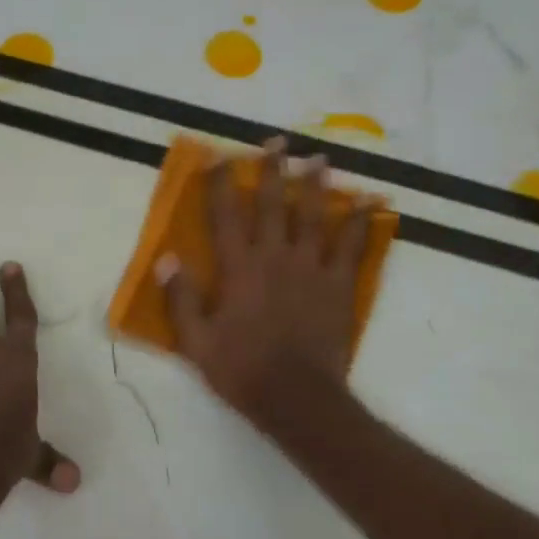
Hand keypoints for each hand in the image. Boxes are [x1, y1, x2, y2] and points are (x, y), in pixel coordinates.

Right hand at [158, 140, 372, 428]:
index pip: (226, 215)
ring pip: (314, 216)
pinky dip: (363, 223)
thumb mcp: (196, 341)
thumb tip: (165, 258)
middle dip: (273, 170)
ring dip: (317, 185)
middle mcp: (274, 257)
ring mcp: (311, 268)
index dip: (221, 183)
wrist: (297, 397)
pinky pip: (353, 247)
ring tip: (320, 158)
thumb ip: (181, 298)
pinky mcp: (339, 285)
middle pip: (274, 204)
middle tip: (276, 141)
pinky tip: (373, 203)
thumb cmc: (242, 369)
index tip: (218, 156)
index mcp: (238, 268)